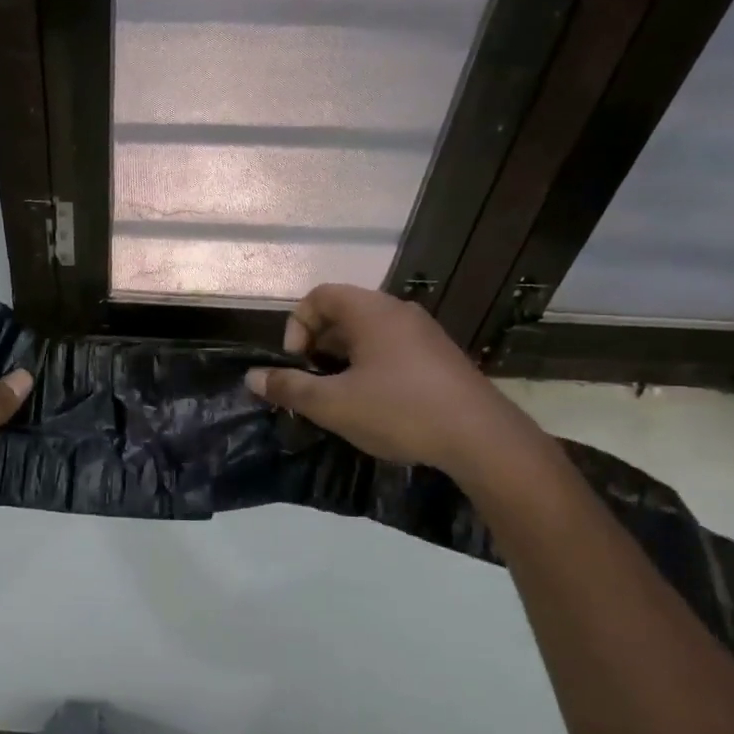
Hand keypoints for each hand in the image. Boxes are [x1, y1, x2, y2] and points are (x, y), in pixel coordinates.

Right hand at [244, 284, 532, 478]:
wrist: (481, 438)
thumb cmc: (399, 411)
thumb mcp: (333, 404)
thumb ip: (289, 388)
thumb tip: (252, 378)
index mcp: (371, 312)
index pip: (319, 296)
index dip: (297, 325)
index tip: (297, 363)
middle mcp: (398, 312)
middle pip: (343, 314)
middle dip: (317, 347)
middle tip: (312, 384)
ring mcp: (424, 334)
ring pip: (368, 335)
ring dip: (343, 361)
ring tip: (339, 398)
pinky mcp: (440, 358)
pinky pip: (392, 350)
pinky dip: (370, 368)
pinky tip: (374, 405)